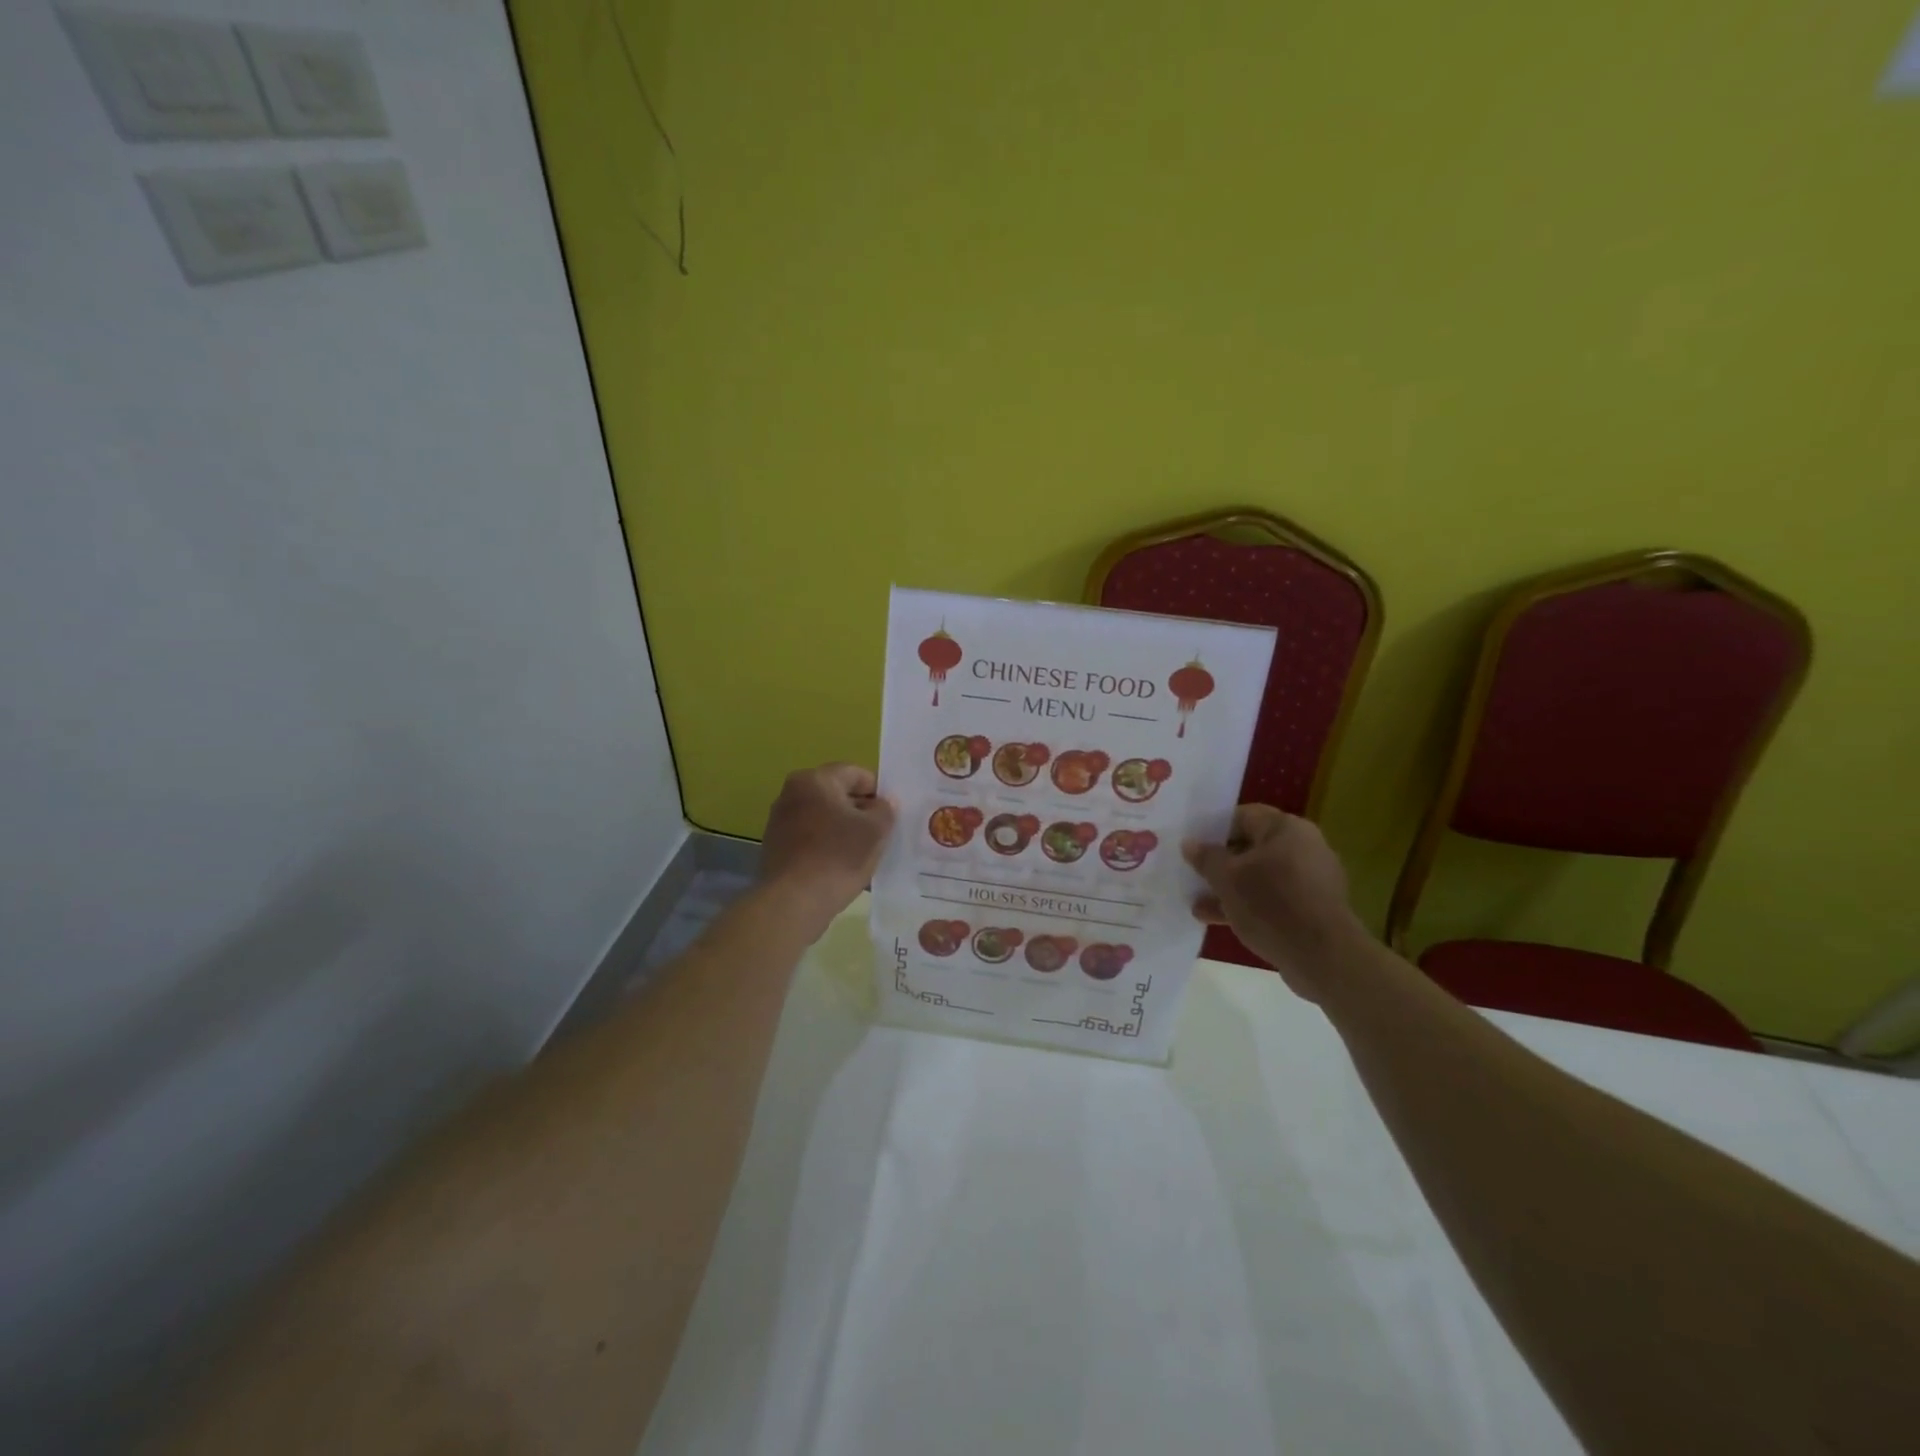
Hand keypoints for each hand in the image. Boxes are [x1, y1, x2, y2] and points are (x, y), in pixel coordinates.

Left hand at [758, 764, 895, 936]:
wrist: (794, 901)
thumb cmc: (838, 856)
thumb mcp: (876, 830)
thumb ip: (885, 809)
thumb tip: (882, 803)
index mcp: (815, 780)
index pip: (856, 774)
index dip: (879, 791)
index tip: (892, 814)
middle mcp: (792, 793)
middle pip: (837, 795)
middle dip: (861, 811)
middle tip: (881, 833)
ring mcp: (780, 820)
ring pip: (824, 818)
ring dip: (844, 830)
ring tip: (863, 853)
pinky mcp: (776, 847)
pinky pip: (811, 838)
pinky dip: (827, 846)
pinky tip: (841, 867)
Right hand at [1185, 805, 1365, 1002]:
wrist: (1323, 956)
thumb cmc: (1271, 904)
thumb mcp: (1227, 879)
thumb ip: (1206, 858)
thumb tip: (1190, 843)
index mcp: (1286, 828)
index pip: (1243, 816)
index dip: (1214, 829)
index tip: (1192, 847)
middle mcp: (1304, 846)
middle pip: (1252, 847)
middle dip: (1221, 863)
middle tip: (1193, 875)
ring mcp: (1312, 879)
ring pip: (1261, 876)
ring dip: (1231, 888)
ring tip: (1199, 905)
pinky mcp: (1314, 907)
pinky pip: (1274, 898)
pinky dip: (1250, 905)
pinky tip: (1222, 921)